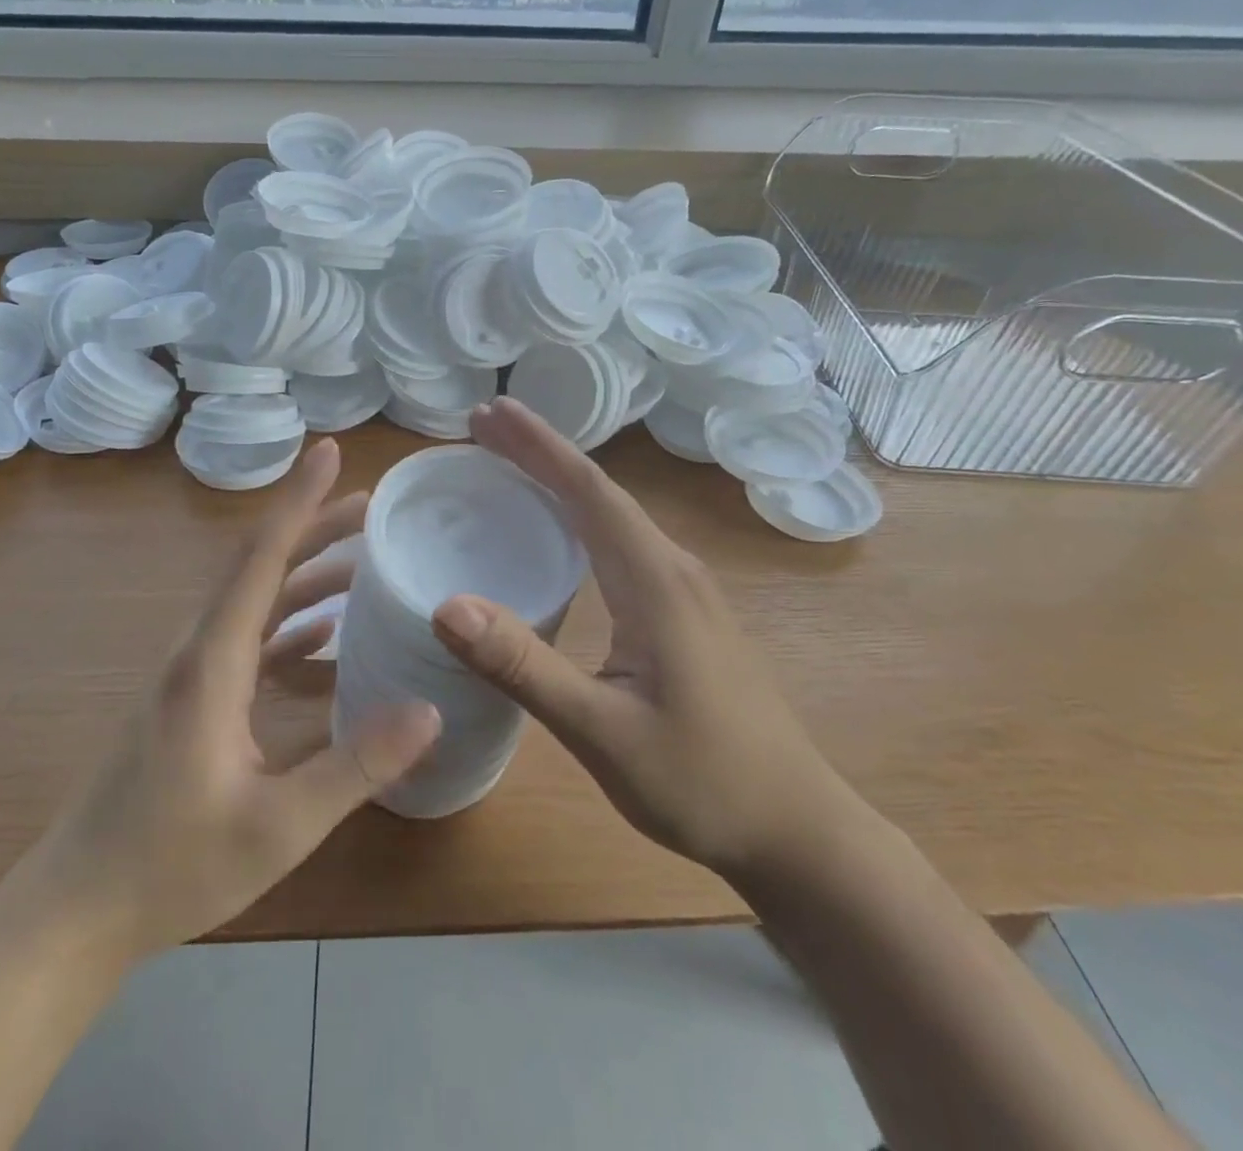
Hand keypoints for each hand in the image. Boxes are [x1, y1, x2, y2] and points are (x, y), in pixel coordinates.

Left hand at [40, 437, 440, 959]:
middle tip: (371, 505)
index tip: (330, 451)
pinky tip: (325, 636)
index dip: (298, 501)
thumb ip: (355, 766)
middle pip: (260, 568)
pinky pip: (248, 642)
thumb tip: (429, 710)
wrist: (75, 911)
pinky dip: (289, 625)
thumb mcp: (277, 826)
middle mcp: (198, 652)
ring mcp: (191, 677)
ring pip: (254, 602)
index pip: (260, 559)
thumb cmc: (170, 868)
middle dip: (314, 528)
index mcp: (211, 663)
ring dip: (305, 575)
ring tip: (361, 557)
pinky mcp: (192, 702)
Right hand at [429, 399, 847, 880]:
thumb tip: (446, 606)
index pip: (588, 491)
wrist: (796, 828)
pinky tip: (558, 531)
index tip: (488, 414)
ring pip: (613, 514)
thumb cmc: (701, 781)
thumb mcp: (601, 731)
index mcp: (656, 580)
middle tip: (482, 425)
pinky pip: (622, 542)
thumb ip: (524, 667)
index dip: (537, 446)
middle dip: (540, 452)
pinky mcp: (685, 612)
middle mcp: (673, 568)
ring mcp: (685, 589)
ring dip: (559, 481)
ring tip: (507, 463)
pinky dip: (578, 517)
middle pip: (599, 491)